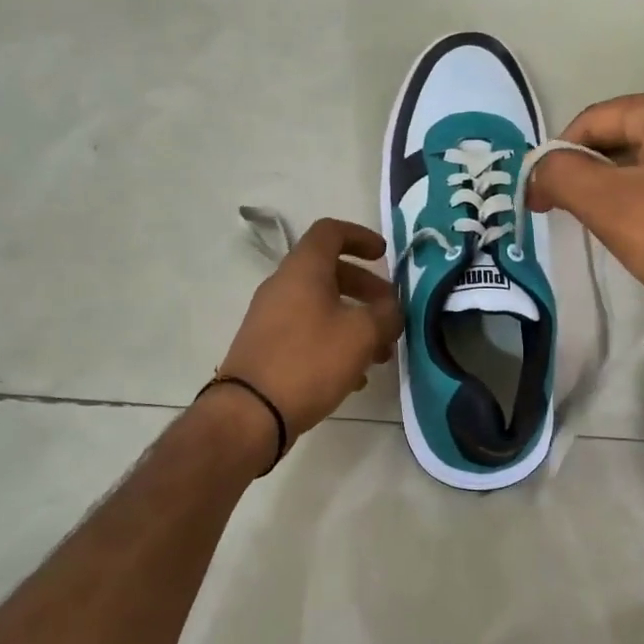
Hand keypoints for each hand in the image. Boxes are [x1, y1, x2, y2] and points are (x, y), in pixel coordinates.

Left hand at [218, 218, 403, 440]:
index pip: (330, 232)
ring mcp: (271, 318)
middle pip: (329, 272)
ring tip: (380, 354)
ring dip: (354, 321)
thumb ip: (386, 315)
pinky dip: (335, 342)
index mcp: (303, 270)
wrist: (251, 412)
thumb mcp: (361, 334)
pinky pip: (308, 332)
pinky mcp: (268, 347)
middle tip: (390, 311)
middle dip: (366, 288)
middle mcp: (283, 286)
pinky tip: (355, 377)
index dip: (360, 236)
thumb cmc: (310, 361)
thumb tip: (391, 310)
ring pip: (321, 306)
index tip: (383, 255)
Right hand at [527, 86, 643, 360]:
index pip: (594, 120)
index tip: (537, 204)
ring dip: (619, 196)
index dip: (557, 158)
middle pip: (623, 140)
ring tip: (609, 234)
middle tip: (571, 221)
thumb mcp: (612, 207)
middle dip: (590, 178)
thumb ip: (563, 175)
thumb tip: (538, 168)